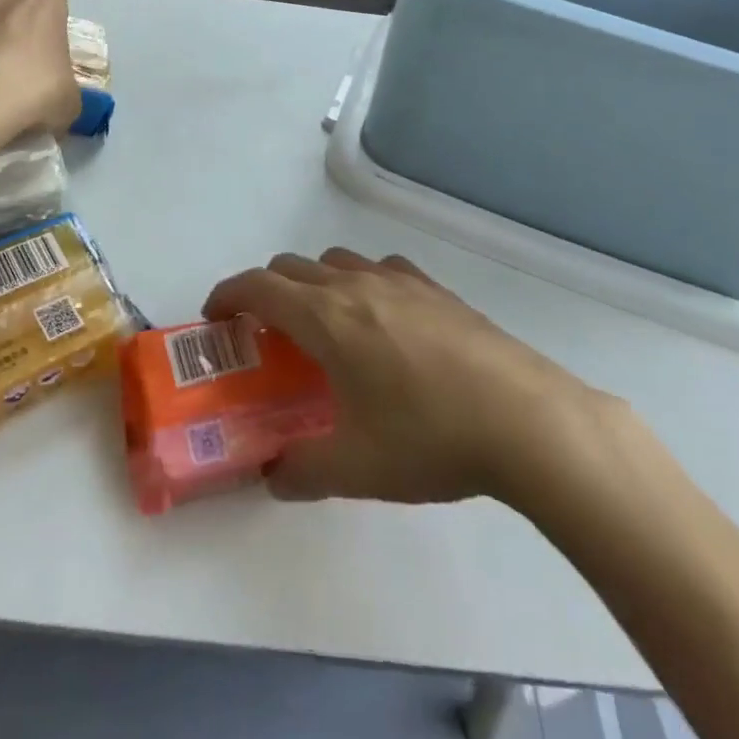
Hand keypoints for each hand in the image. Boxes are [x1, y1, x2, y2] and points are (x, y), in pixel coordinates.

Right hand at [203, 249, 627, 506]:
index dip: (227, 294)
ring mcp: (399, 281)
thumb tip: (274, 476)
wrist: (524, 417)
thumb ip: (301, 471)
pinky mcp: (435, 288)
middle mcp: (355, 286)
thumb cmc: (429, 437)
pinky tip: (382, 320)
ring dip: (313, 283)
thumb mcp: (356, 468)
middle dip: (265, 291)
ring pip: (336, 262)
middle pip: (291, 267)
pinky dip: (360, 282)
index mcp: (326, 319)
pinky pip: (381, 268)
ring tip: (324, 327)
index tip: (213, 316)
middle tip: (265, 333)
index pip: (258, 286)